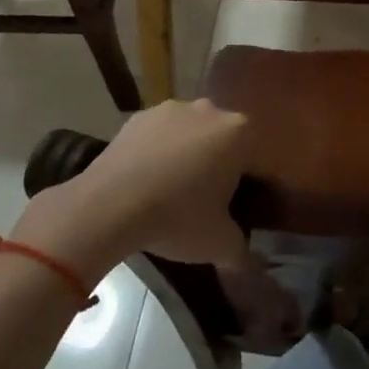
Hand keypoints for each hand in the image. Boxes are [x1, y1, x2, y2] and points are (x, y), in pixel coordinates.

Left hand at [15, 100, 251, 280]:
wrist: (108, 206)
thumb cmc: (177, 218)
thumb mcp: (219, 244)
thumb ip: (242, 250)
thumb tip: (249, 260)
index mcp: (240, 133)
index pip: (260, 161)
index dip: (255, 188)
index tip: (243, 210)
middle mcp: (211, 110)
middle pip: (227, 141)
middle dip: (223, 166)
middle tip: (210, 202)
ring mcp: (173, 108)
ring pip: (193, 134)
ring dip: (191, 154)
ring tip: (175, 191)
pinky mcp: (140, 116)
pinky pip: (161, 135)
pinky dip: (160, 152)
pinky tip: (149, 180)